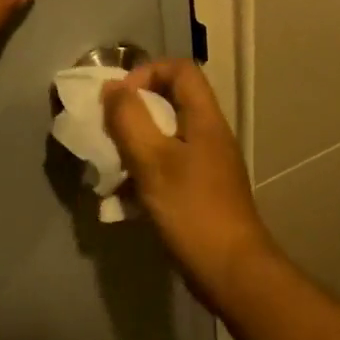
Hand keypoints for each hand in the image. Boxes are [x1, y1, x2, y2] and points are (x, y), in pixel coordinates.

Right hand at [102, 59, 278, 305]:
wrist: (231, 270)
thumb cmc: (192, 210)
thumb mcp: (153, 161)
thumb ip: (129, 120)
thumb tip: (112, 88)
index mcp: (204, 119)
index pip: (180, 69)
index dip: (146, 73)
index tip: (119, 100)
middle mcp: (209, 135)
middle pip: (171, 102)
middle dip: (134, 112)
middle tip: (109, 133)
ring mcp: (207, 165)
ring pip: (165, 138)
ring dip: (135, 146)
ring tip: (111, 168)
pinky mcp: (200, 191)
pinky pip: (167, 168)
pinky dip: (144, 174)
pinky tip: (124, 200)